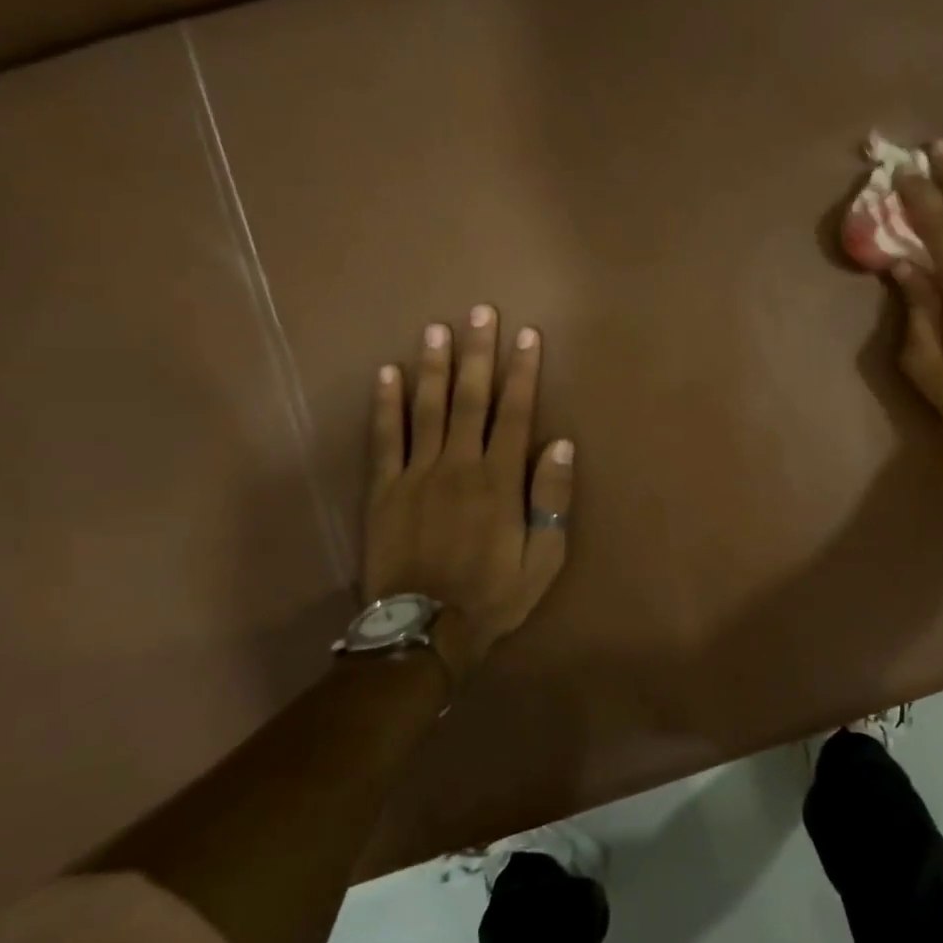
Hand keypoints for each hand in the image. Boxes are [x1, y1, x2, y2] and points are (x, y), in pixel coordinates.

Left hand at [362, 305, 574, 679]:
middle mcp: (459, 464)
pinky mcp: (384, 490)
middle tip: (480, 311)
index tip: (527, 335)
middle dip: (478, 352)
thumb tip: (559, 442)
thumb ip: (552, 497)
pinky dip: (385, 405)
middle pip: (470, 398)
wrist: (425, 631)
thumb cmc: (494, 594)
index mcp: (500, 479)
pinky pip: (384, 439)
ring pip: (427, 408)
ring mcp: (417, 474)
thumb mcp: (544, 556)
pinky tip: (387, 374)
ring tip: (436, 328)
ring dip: (433, 365)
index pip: (515, 412)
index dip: (523, 371)